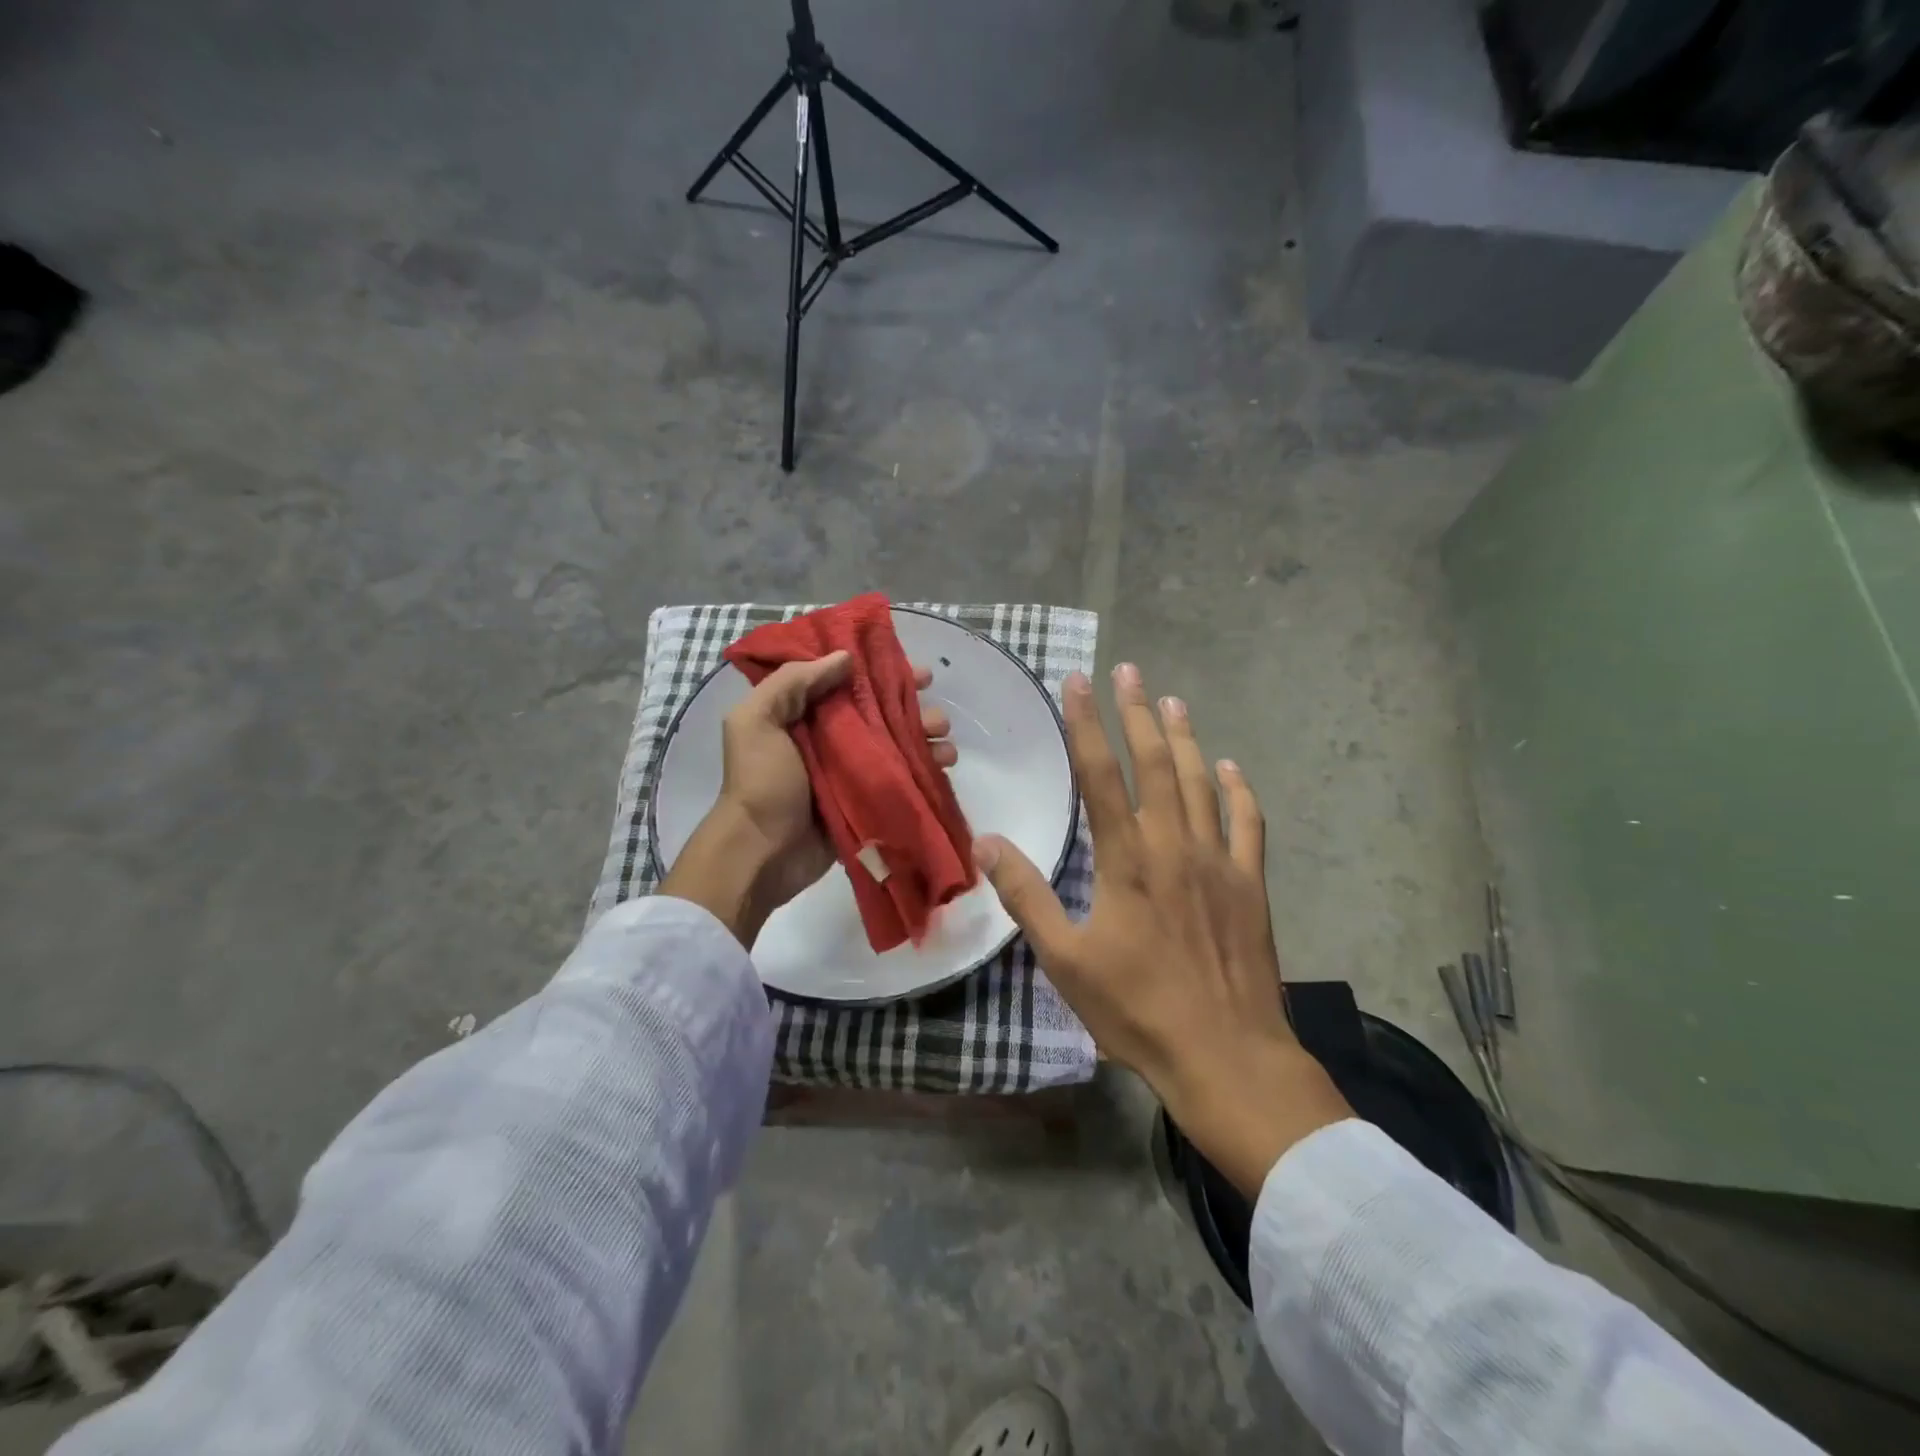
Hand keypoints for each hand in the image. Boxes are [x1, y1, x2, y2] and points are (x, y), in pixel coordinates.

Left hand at [662, 651, 955, 947]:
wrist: (761, 854)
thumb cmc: (760, 783)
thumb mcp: (757, 721)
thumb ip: (793, 682)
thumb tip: (845, 658)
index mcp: (802, 713)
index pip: (848, 681)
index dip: (883, 671)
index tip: (916, 672)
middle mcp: (830, 737)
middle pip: (881, 712)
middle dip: (914, 708)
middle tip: (937, 715)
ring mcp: (851, 771)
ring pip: (897, 744)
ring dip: (926, 738)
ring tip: (945, 743)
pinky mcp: (867, 800)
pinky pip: (901, 778)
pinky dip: (925, 770)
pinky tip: (943, 766)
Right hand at [972, 663, 1351, 1196]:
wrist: (1226, 1055)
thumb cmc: (1138, 1010)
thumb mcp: (1066, 960)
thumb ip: (1028, 897)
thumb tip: (988, 844)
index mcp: (1127, 860)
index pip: (1101, 775)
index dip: (1087, 724)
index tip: (1078, 682)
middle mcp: (1174, 846)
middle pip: (1156, 763)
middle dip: (1138, 713)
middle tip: (1129, 671)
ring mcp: (1219, 862)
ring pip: (1202, 782)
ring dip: (1186, 738)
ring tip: (1173, 701)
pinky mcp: (1251, 885)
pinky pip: (1248, 823)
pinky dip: (1239, 790)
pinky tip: (1232, 767)